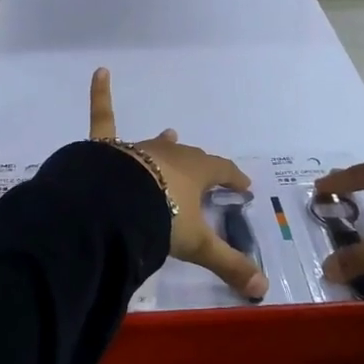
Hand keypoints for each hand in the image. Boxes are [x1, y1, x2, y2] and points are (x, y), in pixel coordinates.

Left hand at [89, 68, 269, 301]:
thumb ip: (229, 265)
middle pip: (190, 157)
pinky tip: (100, 72)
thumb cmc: (161, 220)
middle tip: (208, 174)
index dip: (234, 178)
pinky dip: (100, 95)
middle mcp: (170, 155)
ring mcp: (139, 149)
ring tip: (170, 132)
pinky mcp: (108, 148)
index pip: (222, 171)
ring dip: (165, 143)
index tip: (243, 186)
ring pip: (156, 144)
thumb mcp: (198, 246)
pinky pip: (104, 118)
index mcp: (196, 173)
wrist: (114, 208)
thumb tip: (262, 291)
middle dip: (201, 166)